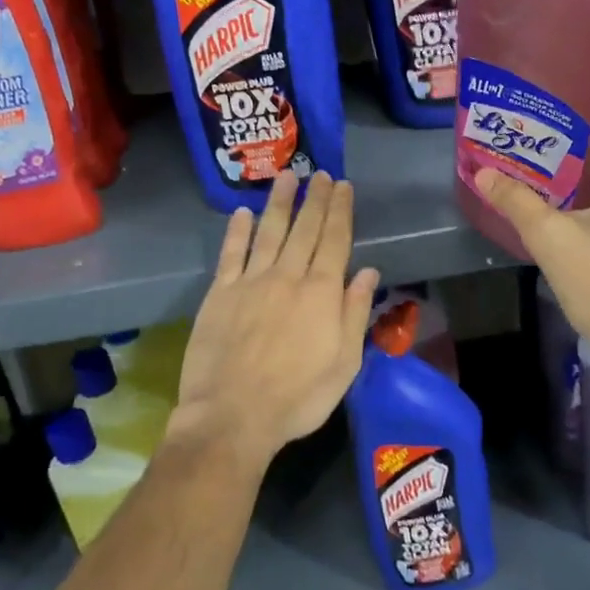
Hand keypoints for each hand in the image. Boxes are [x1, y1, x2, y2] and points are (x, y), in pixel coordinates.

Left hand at [169, 172, 380, 466]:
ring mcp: (251, 282)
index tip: (343, 185)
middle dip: (315, 198)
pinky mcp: (220, 293)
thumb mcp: (344, 363)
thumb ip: (355, 313)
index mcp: (322, 292)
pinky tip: (242, 212)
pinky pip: (231, 254)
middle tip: (321, 173)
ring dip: (280, 203)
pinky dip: (237, 231)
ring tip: (287, 177)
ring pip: (269, 231)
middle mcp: (288, 276)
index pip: (335, 240)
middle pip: (305, 229)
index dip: (340, 210)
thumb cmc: (298, 397)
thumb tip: (369, 272)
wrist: (233, 416)